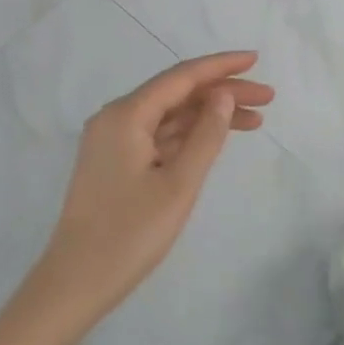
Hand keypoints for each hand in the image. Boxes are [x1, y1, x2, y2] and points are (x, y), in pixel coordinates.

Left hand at [29, 52, 272, 325]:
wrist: (75, 283)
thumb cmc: (129, 234)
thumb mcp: (179, 184)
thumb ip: (206, 135)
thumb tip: (223, 96)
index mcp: (126, 116)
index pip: (181, 77)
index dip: (221, 67)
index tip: (256, 60)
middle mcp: (116, 119)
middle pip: (177, 94)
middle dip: (223, 92)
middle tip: (268, 98)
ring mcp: (113, 142)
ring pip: (170, 116)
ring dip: (210, 115)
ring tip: (255, 120)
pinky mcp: (116, 163)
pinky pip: (159, 136)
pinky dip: (190, 135)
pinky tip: (217, 139)